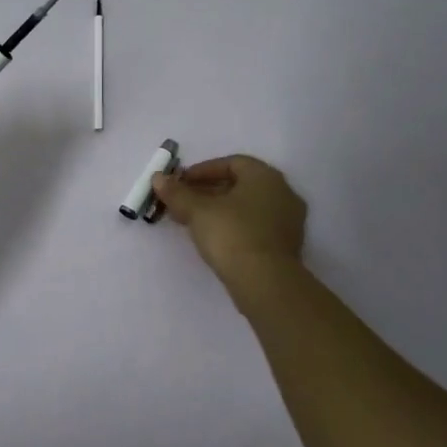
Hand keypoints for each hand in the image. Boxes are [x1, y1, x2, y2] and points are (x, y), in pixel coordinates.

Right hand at [151, 155, 306, 280]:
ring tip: (192, 221)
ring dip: (219, 210)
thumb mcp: (197, 211)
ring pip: (247, 207)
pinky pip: (256, 226)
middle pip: (240, 185)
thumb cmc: (232, 234)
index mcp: (265, 176)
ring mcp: (289, 221)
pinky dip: (234, 226)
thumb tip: (158, 178)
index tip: (181, 183)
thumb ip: (177, 192)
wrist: (266, 283)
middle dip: (208, 191)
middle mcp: (283, 192)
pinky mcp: (286, 246)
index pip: (231, 163)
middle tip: (182, 202)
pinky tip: (214, 238)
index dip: (202, 170)